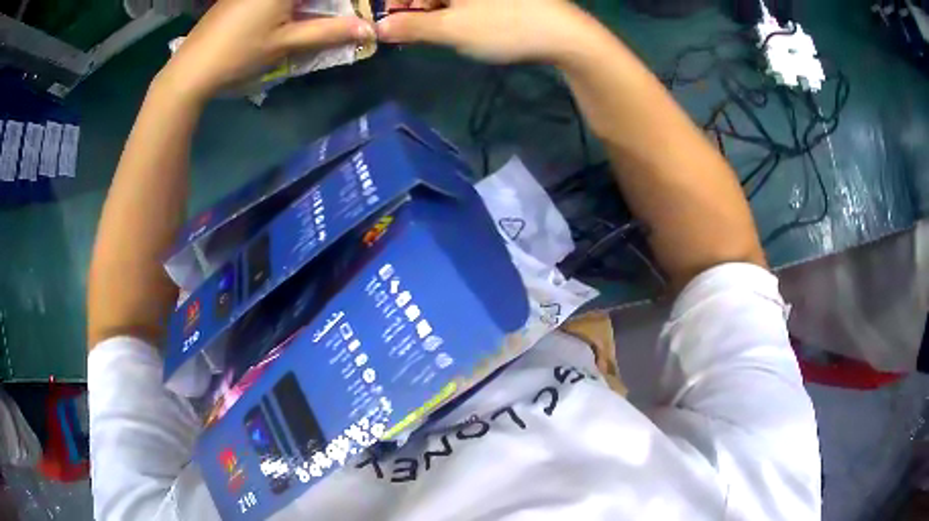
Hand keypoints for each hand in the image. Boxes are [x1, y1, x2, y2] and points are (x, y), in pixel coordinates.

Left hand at [158, 0, 374, 101]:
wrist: (191, 68)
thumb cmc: (240, 53)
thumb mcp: (287, 43)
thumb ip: (329, 31)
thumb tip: (369, 30)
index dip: (339, 2)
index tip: (351, 8)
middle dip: (321, 4)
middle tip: (332, 14)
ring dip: (303, 5)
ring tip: (308, 17)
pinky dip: (284, 4)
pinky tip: (284, 15)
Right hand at [377, 0, 598, 63]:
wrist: (566, 36)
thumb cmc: (505, 27)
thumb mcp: (450, 29)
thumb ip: (409, 27)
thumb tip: (379, 28)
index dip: (395, 3)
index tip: (392, 23)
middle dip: (415, 7)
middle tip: (416, 31)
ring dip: (436, 10)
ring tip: (443, 31)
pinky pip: (467, 0)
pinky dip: (457, 9)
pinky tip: (465, 24)